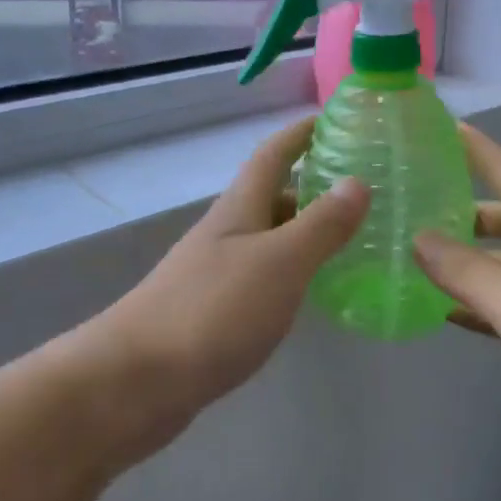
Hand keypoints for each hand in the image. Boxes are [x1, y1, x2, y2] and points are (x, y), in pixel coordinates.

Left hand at [94, 117, 368, 454]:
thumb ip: (320, 224)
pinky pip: (263, 277)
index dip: (301, 133)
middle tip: (365, 190)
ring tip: (353, 238)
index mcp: (239, 209)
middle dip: (313, 185)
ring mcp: (216, 272)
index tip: (336, 119)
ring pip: (269, 239)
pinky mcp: (214, 312)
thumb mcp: (279, 262)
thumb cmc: (212, 310)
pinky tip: (312, 290)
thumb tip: (357, 182)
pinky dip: (292, 272)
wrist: (136, 381)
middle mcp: (226, 233)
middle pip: (272, 196)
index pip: (273, 154)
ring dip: (305, 231)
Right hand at [413, 127, 500, 471]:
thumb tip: (418, 237)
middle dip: (456, 212)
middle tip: (404, 211)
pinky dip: (481, 305)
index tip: (435, 128)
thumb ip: (464, 270)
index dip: (471, 148)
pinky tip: (446, 312)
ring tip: (412, 260)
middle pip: (500, 218)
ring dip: (464, 264)